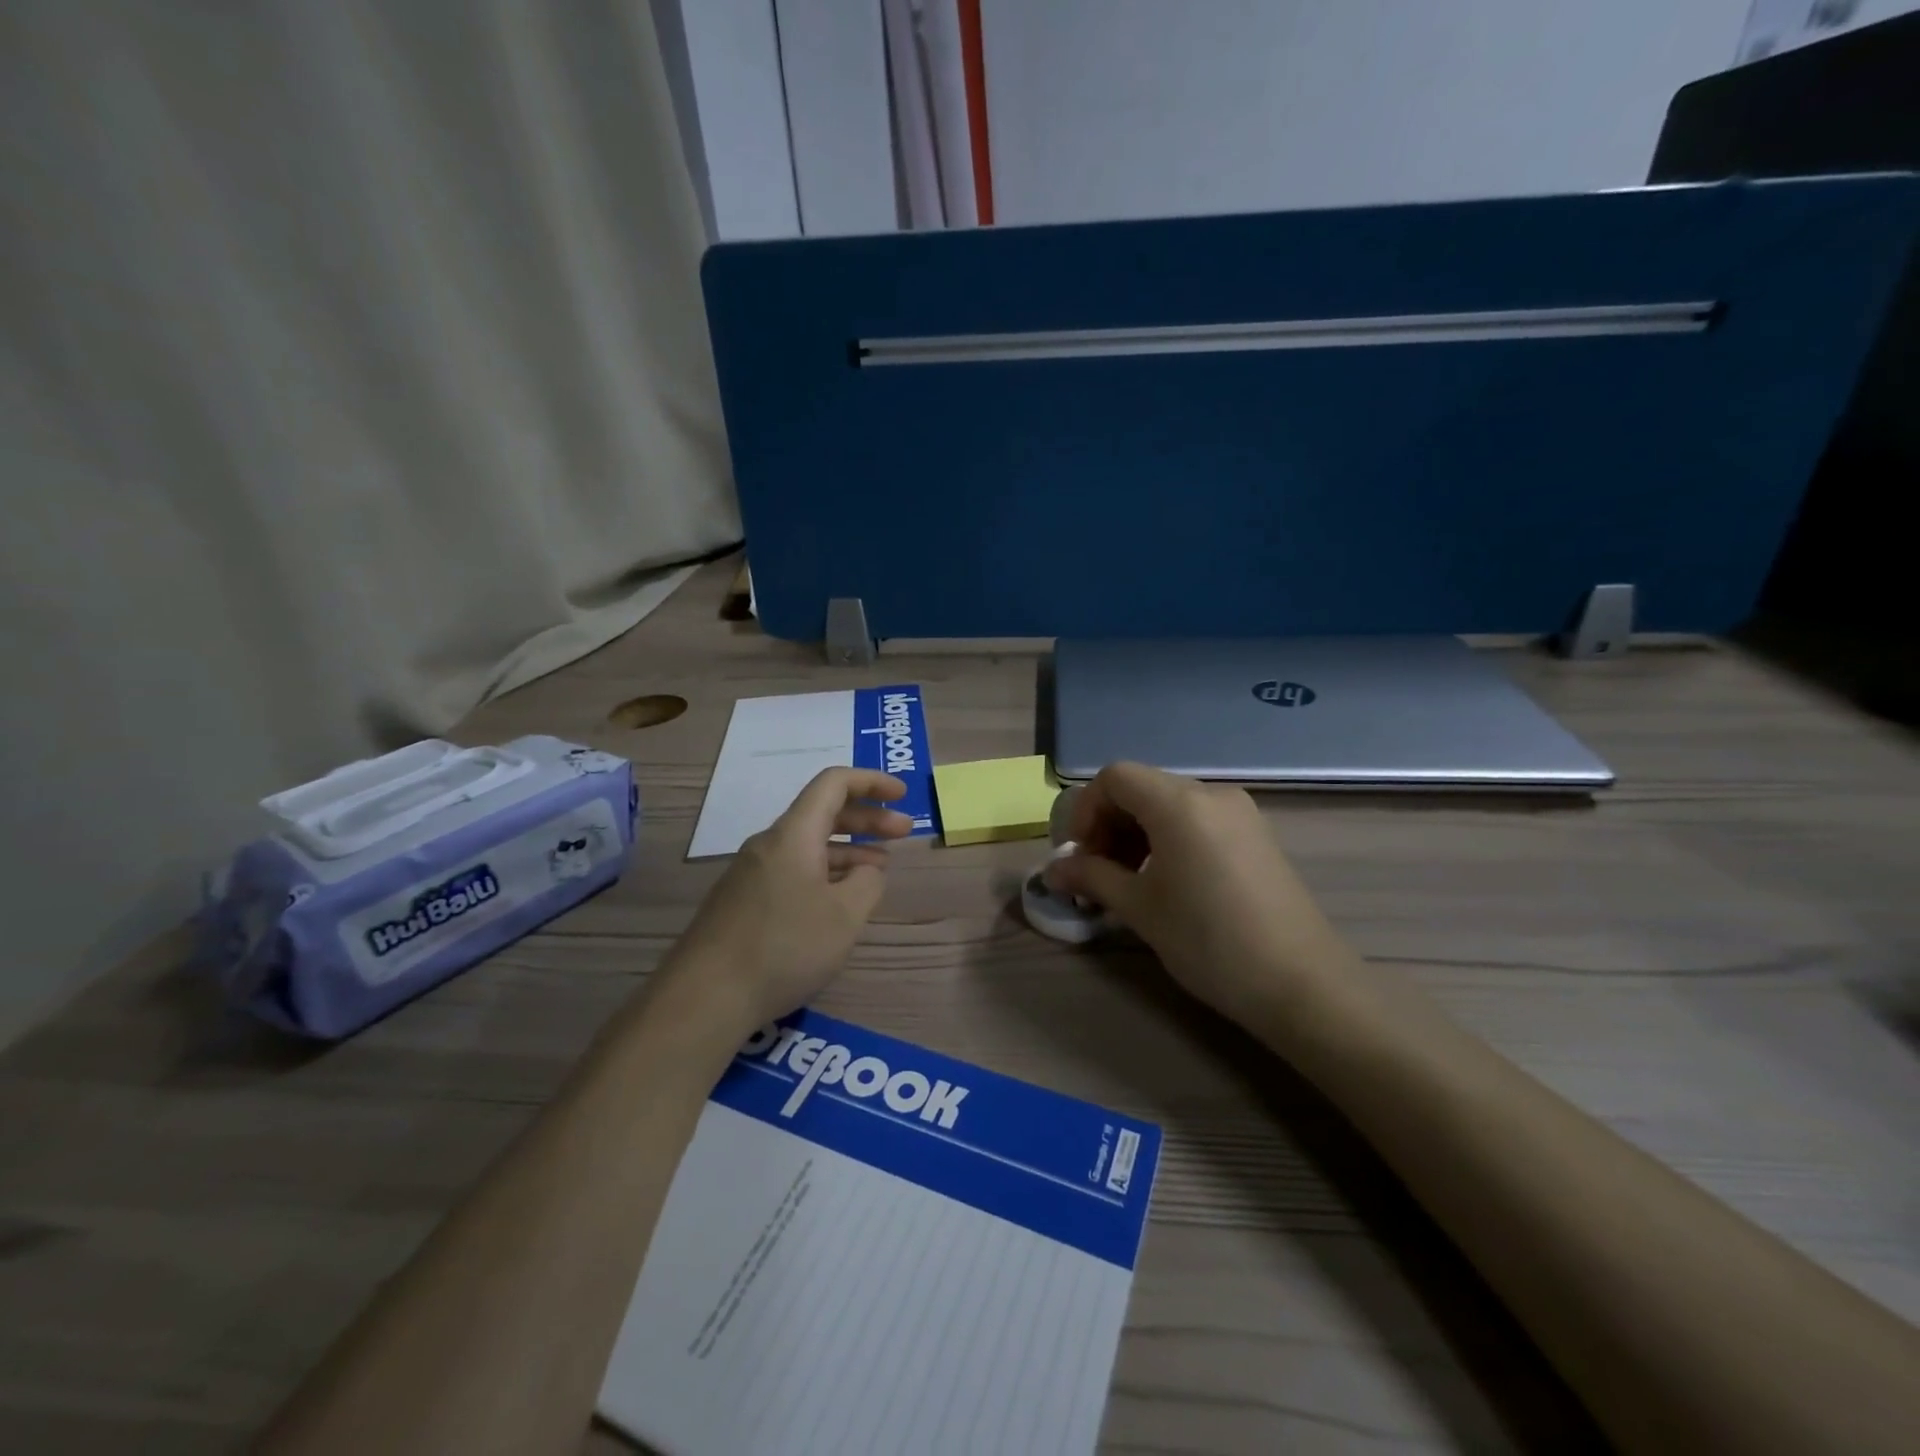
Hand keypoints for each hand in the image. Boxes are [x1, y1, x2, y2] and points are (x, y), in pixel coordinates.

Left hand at [668, 768, 911, 1029]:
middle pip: (823, 813)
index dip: (872, 781)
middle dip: (867, 818)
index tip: (903, 795)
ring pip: (809, 845)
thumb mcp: (845, 916)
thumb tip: (868, 869)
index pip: (834, 784)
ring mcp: (752, 873)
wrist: (705, 996)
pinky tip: (840, 899)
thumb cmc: (784, 947)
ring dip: (848, 849)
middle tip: (905, 831)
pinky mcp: (744, 901)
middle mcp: (770, 844)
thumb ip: (868, 882)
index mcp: (794, 835)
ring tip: (880, 868)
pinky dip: (825, 872)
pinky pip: (793, 870)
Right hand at [1048, 762, 1353, 1026]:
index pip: (1114, 777)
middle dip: (1108, 824)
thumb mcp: (1140, 909)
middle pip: (1141, 787)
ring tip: (1129, 882)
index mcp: (1179, 802)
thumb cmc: (1209, 941)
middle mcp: (1211, 794)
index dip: (1085, 811)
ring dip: (1136, 834)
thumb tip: (1052, 872)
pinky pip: (1198, 821)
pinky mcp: (1257, 836)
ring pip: (1169, 804)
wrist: (1302, 985)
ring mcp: (1240, 814)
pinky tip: (1167, 883)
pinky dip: (1168, 839)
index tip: (1079, 856)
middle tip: (1097, 874)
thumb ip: (1091, 878)